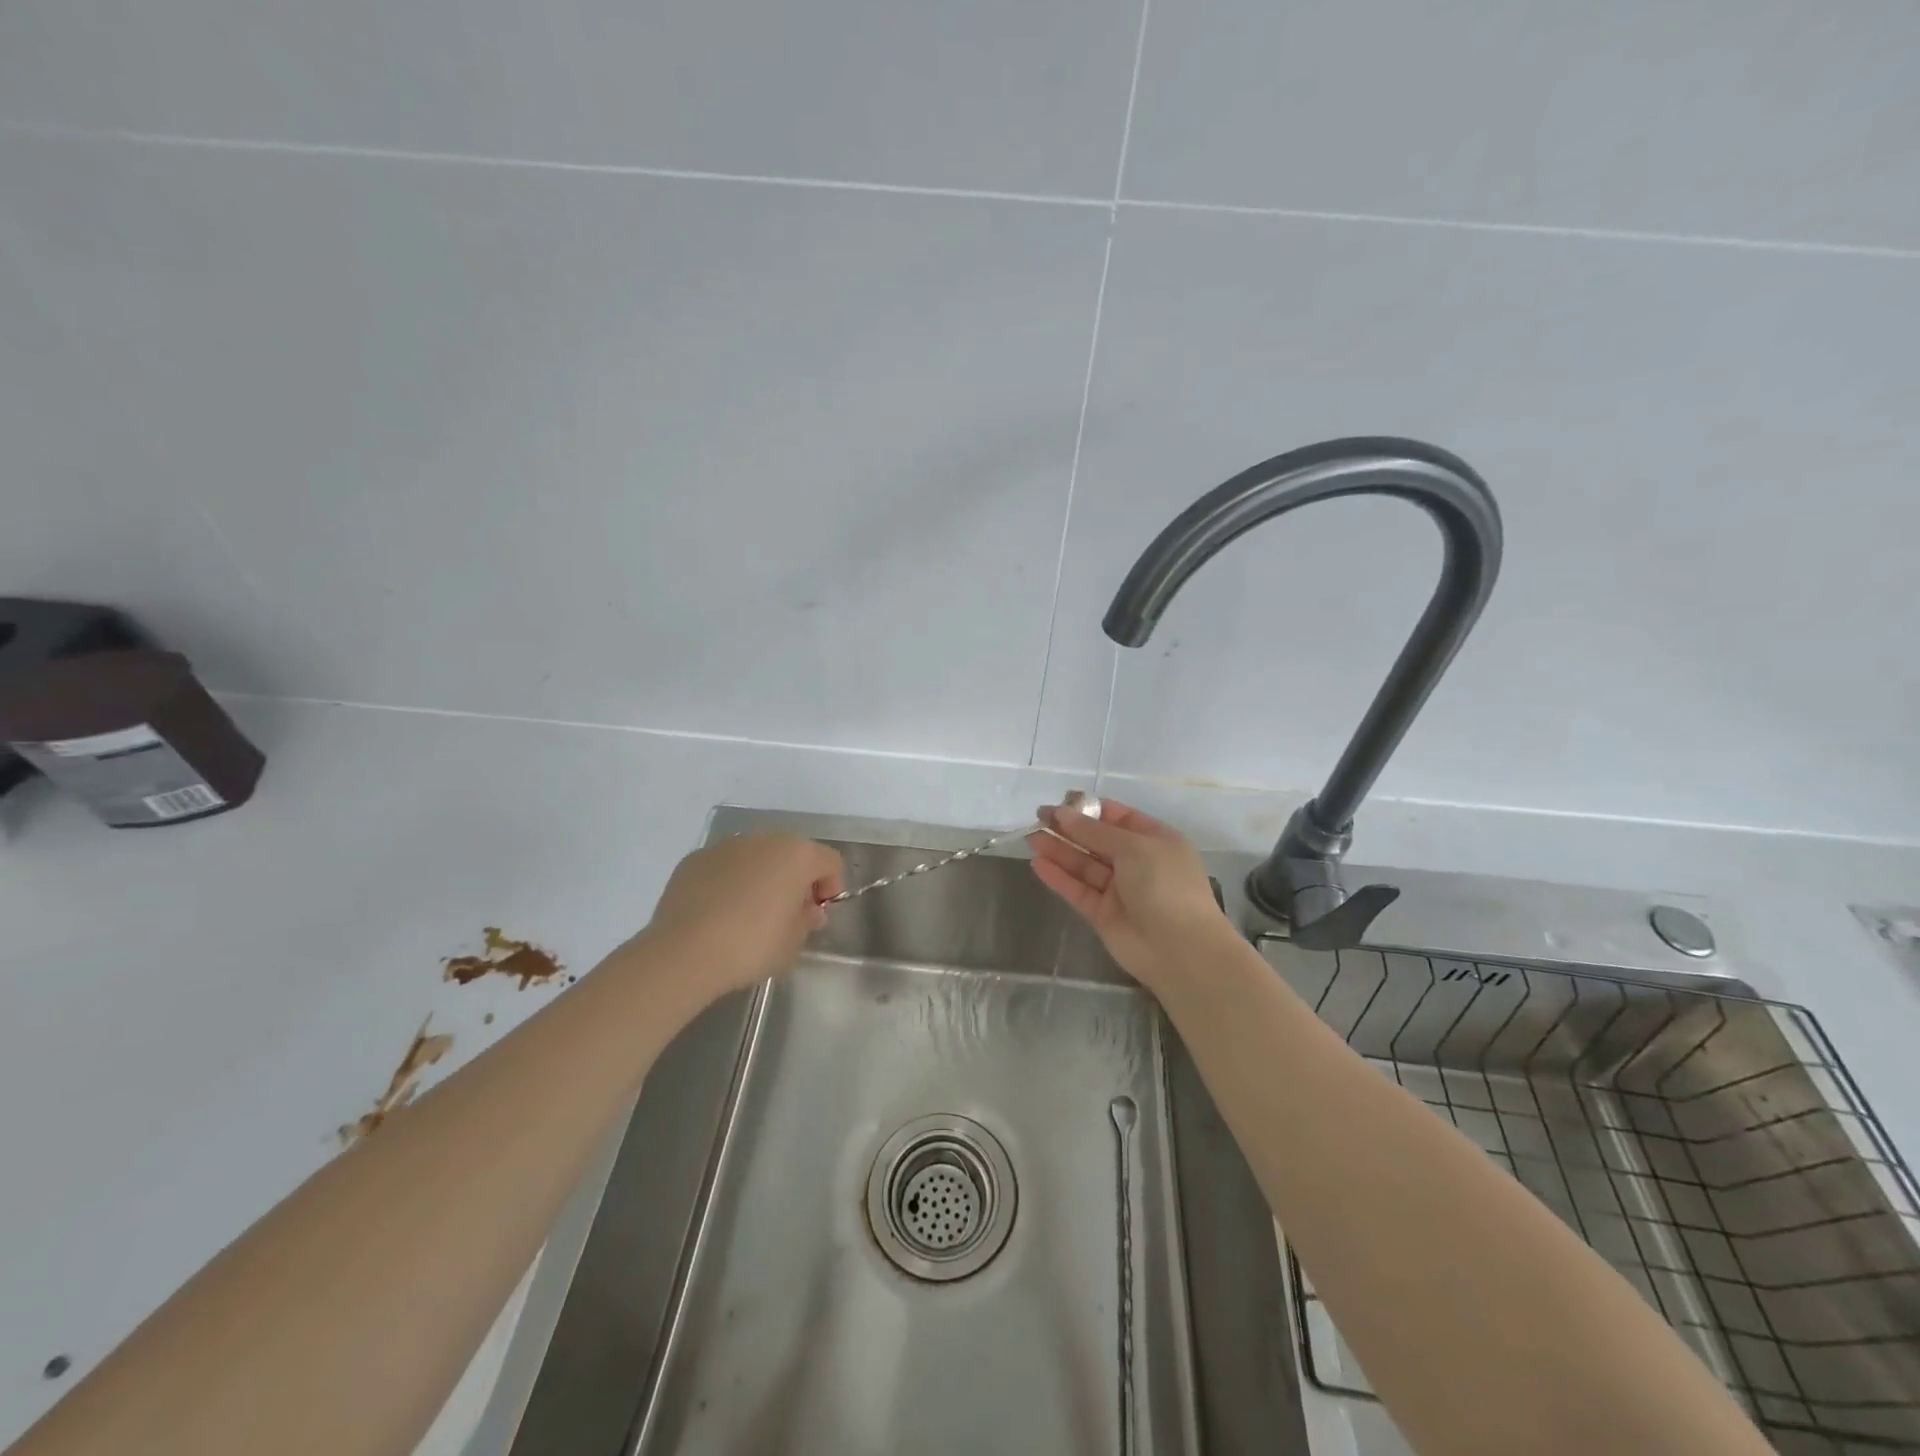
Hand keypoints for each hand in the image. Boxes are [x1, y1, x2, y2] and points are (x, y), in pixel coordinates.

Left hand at [638, 833, 844, 1001]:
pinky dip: (730, 882)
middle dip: (796, 879)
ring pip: (756, 857)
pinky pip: (725, 867)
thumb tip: (807, 910)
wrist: (684, 952)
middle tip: (788, 914)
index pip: (830, 862)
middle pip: (792, 854)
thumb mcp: (793, 942)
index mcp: (797, 855)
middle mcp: (764, 840)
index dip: (831, 887)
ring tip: (750, 914)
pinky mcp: (695, 859)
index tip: (818, 914)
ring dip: (762, 877)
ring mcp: (726, 846)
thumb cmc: (751, 946)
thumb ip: (807, 920)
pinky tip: (719, 913)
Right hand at [1027, 799, 1234, 991]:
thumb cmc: (1165, 885)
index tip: (1060, 803)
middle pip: (1097, 840)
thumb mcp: (1134, 847)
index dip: (1089, 809)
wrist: (1180, 949)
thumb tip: (1063, 813)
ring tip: (1030, 837)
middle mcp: (1137, 862)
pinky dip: (1059, 877)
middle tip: (1037, 817)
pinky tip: (1038, 864)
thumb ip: (1095, 832)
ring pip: (1084, 865)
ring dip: (1059, 850)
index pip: (1118, 817)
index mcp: (1155, 840)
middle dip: (1068, 828)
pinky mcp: (1103, 914)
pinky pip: (1078, 890)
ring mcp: (1120, 889)